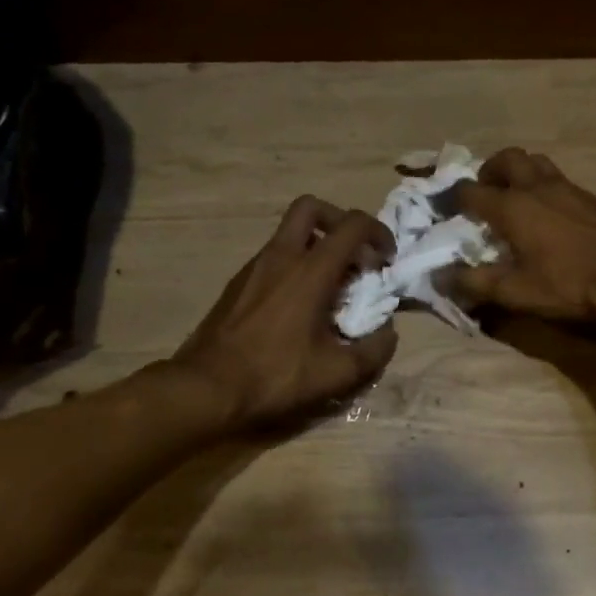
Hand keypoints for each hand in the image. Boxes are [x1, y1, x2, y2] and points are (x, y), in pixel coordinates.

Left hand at [172, 197, 398, 429]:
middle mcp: (280, 257)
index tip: (386, 260)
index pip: (352, 225)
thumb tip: (388, 333)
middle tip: (353, 255)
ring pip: (288, 233)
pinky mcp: (237, 284)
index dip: (378, 233)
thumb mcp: (336, 374)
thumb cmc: (275, 377)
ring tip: (330, 287)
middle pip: (310, 208)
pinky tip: (298, 306)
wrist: (207, 388)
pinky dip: (293, 265)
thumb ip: (373, 351)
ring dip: (315, 246)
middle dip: (338, 221)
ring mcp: (254, 267)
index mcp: (310, 271)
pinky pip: (272, 258)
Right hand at [452, 148, 595, 320]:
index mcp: (512, 207)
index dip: (453, 200)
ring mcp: (566, 188)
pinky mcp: (589, 197)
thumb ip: (476, 283)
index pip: (470, 191)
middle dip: (489, 171)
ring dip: (518, 172)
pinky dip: (542, 186)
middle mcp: (536, 187)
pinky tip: (547, 215)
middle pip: (507, 158)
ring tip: (515, 200)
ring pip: (535, 162)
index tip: (447, 213)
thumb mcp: (517, 292)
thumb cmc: (571, 282)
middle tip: (485, 194)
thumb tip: (441, 277)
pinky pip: (556, 178)